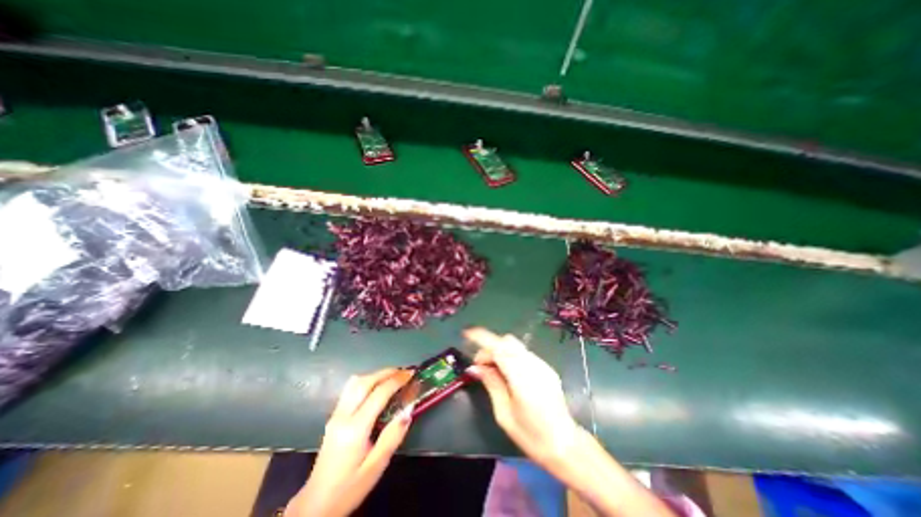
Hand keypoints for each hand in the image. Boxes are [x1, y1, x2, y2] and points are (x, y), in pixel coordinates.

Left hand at [288, 367, 413, 516]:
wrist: (315, 505)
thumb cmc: (349, 488)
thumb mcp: (376, 466)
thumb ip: (393, 435)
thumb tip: (409, 409)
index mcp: (355, 428)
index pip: (378, 393)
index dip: (397, 380)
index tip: (411, 374)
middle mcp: (343, 416)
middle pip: (364, 382)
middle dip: (386, 372)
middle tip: (404, 372)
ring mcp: (335, 415)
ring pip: (354, 382)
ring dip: (375, 375)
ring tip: (392, 376)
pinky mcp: (333, 417)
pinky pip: (350, 389)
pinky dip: (366, 381)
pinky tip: (376, 387)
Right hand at [465, 330, 577, 470]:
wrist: (565, 445)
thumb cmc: (531, 436)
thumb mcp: (504, 413)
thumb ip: (491, 384)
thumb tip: (475, 367)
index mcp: (522, 378)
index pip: (499, 349)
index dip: (482, 338)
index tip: (467, 334)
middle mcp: (533, 365)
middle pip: (507, 342)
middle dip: (490, 347)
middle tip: (480, 365)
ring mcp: (542, 365)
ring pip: (515, 346)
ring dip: (500, 351)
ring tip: (492, 370)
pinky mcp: (546, 367)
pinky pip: (523, 353)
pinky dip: (510, 356)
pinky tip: (507, 373)